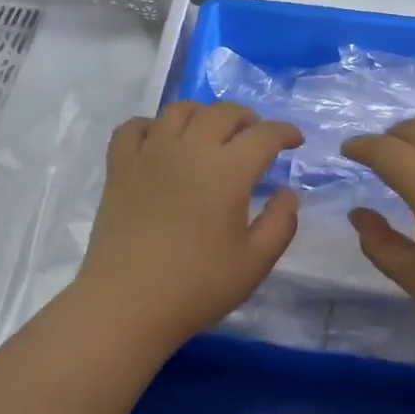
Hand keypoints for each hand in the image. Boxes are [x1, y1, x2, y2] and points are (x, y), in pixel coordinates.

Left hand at [73, 101, 302, 349]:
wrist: (127, 303)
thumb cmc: (197, 286)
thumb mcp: (256, 263)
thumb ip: (281, 223)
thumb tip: (287, 192)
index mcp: (228, 170)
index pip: (264, 135)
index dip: (285, 132)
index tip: (294, 141)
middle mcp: (190, 149)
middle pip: (222, 113)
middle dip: (247, 118)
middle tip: (255, 135)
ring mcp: (150, 153)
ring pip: (179, 111)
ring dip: (203, 114)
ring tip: (210, 132)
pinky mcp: (120, 167)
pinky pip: (133, 128)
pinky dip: (151, 126)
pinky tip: (159, 141)